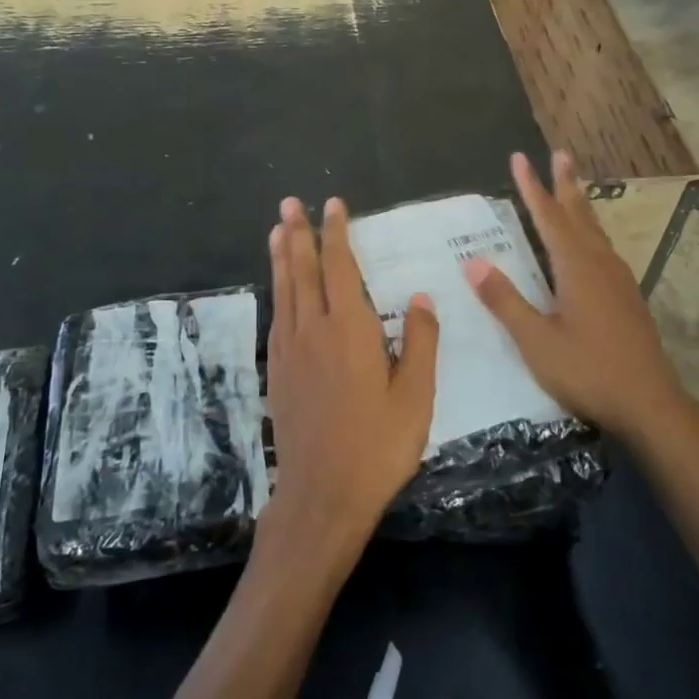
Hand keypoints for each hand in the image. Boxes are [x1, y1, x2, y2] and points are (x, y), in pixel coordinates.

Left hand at [264, 196, 438, 548]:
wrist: (322, 494)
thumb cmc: (378, 446)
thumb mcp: (416, 397)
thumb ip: (419, 343)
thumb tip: (420, 298)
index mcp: (350, 330)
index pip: (340, 268)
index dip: (336, 234)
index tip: (332, 206)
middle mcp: (314, 330)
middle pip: (304, 271)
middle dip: (298, 234)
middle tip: (289, 204)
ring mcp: (290, 351)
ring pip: (285, 291)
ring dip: (282, 257)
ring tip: (277, 230)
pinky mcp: (278, 372)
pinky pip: (277, 317)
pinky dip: (278, 292)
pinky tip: (280, 289)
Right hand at [465, 151, 685, 442]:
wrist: (651, 405)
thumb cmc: (589, 371)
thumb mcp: (537, 341)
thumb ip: (505, 301)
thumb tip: (474, 262)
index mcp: (577, 268)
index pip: (549, 218)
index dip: (532, 188)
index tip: (519, 158)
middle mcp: (600, 265)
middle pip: (579, 215)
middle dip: (565, 184)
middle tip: (560, 154)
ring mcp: (618, 281)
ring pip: (595, 231)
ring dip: (580, 205)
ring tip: (573, 186)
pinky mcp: (627, 298)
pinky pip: (603, 249)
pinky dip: (589, 231)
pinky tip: (590, 244)